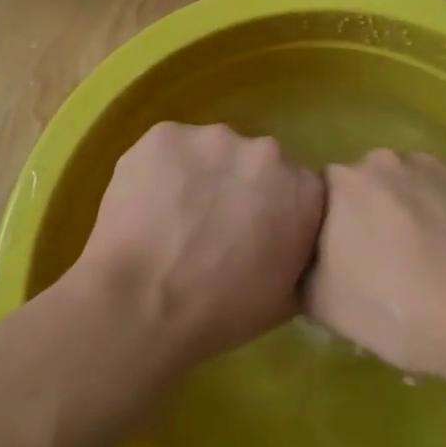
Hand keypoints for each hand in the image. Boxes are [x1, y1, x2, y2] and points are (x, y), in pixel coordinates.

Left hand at [72, 122, 325, 369]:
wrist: (142, 303)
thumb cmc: (219, 313)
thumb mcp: (285, 297)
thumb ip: (297, 250)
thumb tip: (287, 236)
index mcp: (304, 190)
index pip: (295, 188)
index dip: (270, 210)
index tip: (250, 234)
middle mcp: (265, 151)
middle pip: (252, 162)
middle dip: (236, 186)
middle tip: (209, 225)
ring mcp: (213, 137)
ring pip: (209, 151)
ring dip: (198, 175)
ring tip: (172, 217)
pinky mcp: (165, 133)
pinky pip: (168, 149)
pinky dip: (160, 170)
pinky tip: (146, 204)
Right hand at [303, 149, 445, 381]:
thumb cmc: (398, 313)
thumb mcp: (324, 306)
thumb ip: (300, 268)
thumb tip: (302, 256)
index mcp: (342, 184)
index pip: (325, 195)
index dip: (335, 227)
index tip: (348, 259)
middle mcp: (385, 160)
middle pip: (370, 184)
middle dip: (375, 214)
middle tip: (390, 263)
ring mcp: (435, 165)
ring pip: (413, 184)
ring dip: (414, 210)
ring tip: (434, 259)